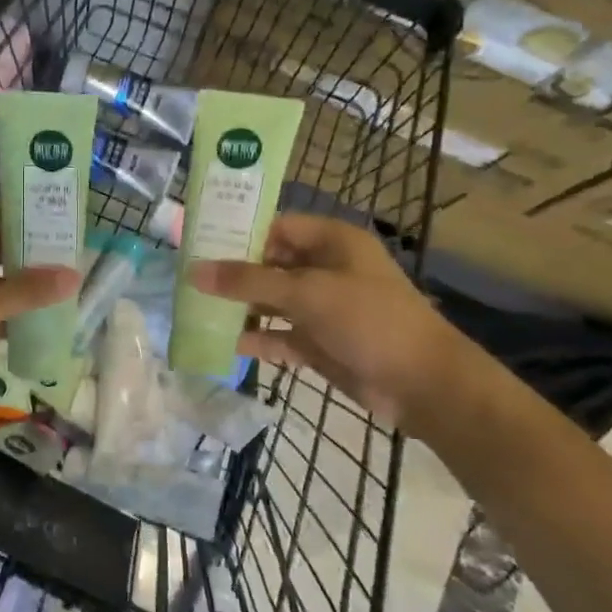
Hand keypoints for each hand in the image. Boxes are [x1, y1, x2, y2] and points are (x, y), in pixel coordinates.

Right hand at [189, 213, 461, 425]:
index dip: (238, 232)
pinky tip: (222, 343)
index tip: (197, 241)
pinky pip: (279, 334)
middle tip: (187, 276)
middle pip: (270, 264)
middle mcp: (326, 269)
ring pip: (272, 301)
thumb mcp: (307, 293)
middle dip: (233, 273)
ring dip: (240, 307)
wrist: (423, 385)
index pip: (276, 227)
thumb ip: (248, 282)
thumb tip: (194, 271)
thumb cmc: (370, 321)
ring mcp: (323, 308)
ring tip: (194, 308)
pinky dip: (256, 338)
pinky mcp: (320, 342)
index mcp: (332, 242)